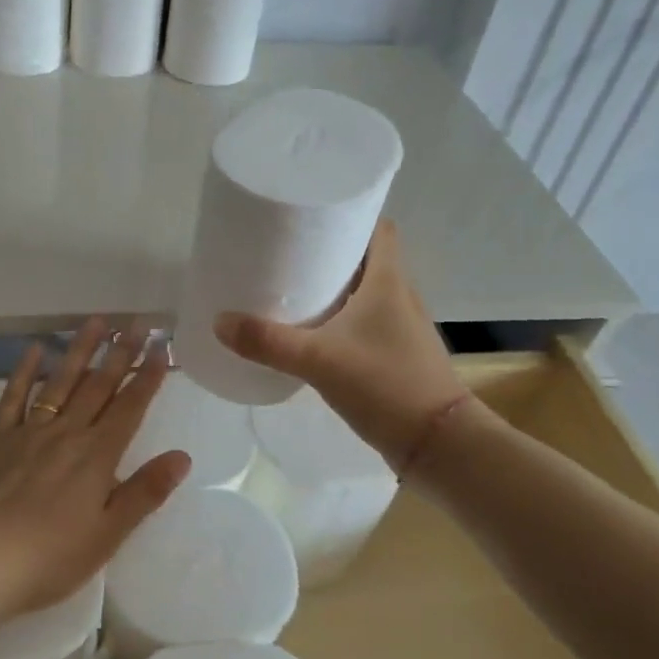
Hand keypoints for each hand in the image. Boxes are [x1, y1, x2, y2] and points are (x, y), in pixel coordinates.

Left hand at [0, 318, 190, 618]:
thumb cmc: (50, 557)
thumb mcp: (108, 534)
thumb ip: (145, 492)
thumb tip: (182, 456)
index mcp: (97, 456)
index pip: (130, 407)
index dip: (148, 377)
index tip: (161, 348)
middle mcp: (67, 433)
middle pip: (98, 386)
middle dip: (120, 354)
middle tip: (136, 324)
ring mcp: (29, 431)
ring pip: (61, 381)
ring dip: (80, 350)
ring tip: (96, 321)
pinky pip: (14, 396)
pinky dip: (24, 371)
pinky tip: (35, 349)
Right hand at [213, 220, 469, 470]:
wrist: (439, 444)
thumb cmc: (385, 384)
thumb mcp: (318, 360)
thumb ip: (268, 342)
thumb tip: (219, 321)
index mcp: (389, 280)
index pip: (379, 228)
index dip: (350, 215)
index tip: (313, 214)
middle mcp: (399, 295)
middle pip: (366, 258)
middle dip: (329, 251)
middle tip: (286, 251)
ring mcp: (400, 327)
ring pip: (364, 292)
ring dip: (334, 287)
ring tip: (291, 288)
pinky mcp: (396, 354)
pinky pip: (364, 322)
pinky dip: (340, 318)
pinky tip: (312, 333)